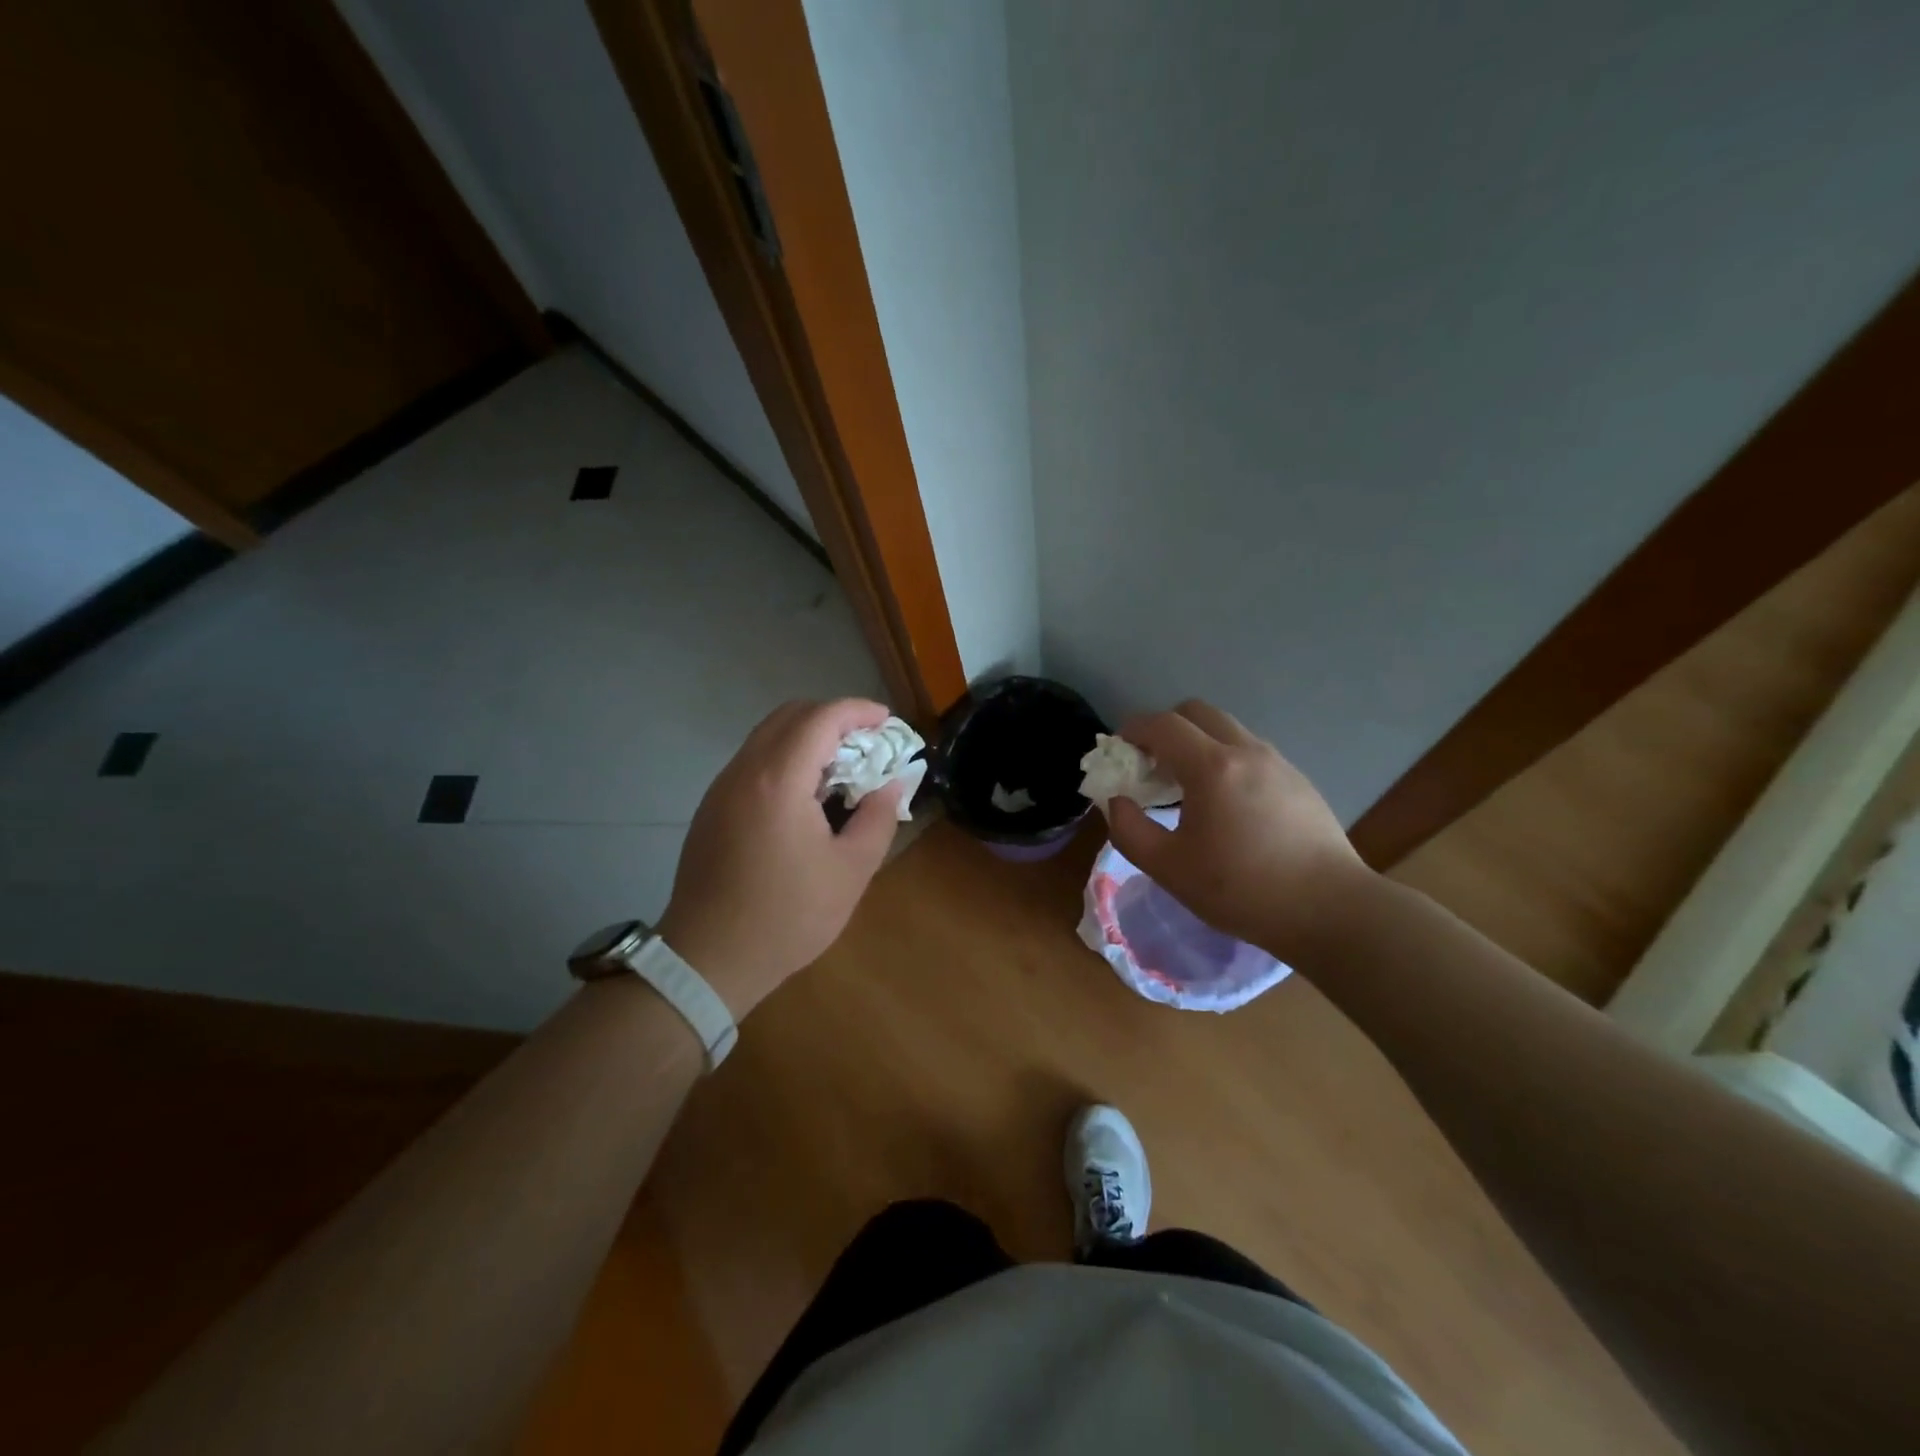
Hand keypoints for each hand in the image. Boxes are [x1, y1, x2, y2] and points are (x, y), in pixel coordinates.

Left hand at [657, 699, 903, 1017]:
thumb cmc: (787, 916)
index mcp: (779, 781)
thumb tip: (892, 784)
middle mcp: (744, 771)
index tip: (888, 722)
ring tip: (841, 769)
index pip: (821, 718)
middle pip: (790, 715)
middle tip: (868, 744)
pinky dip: (786, 758)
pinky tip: (806, 795)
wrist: (709, 958)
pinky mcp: (712, 807)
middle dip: (834, 718)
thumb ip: (878, 817)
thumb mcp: (851, 871)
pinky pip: (753, 761)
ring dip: (808, 737)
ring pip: (768, 735)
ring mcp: (722, 787)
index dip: (858, 711)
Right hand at [1106, 700, 1370, 961]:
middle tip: (1152, 765)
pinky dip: (1226, 759)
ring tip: (1188, 787)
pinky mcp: (1298, 780)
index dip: (1133, 729)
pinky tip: (1227, 805)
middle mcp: (1246, 751)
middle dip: (1166, 728)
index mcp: (1211, 767)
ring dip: (1198, 743)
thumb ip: (1129, 830)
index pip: (1163, 724)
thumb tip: (1118, 801)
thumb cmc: (1242, 889)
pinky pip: (1251, 751)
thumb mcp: (1169, 868)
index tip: (1119, 750)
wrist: (1330, 909)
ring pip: (1227, 730)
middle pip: (1196, 712)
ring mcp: (1278, 762)